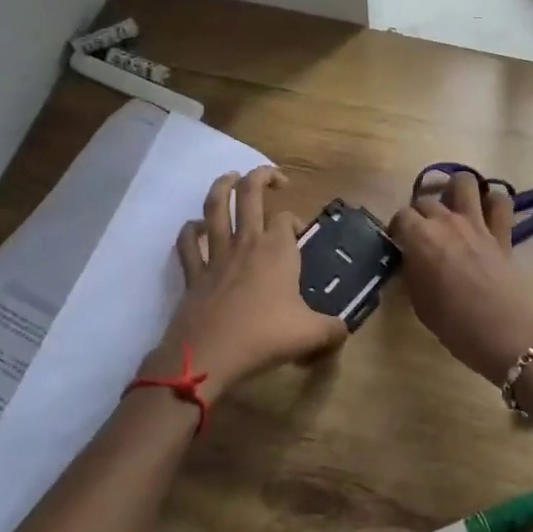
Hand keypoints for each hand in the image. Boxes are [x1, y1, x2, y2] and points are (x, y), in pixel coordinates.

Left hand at [150, 167, 347, 397]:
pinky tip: (195, 227)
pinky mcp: (193, 273)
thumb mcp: (311, 336)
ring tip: (230, 176)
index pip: (287, 219)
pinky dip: (190, 230)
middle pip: (250, 194)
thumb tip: (344, 332)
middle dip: (262, 177)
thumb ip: (332, 331)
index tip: (300, 235)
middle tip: (274, 178)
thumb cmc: (264, 337)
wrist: (209, 355)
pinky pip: (187, 242)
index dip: (295, 220)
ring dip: (222, 186)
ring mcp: (216, 255)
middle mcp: (247, 243)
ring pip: (215, 206)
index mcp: (278, 250)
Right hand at [388, 171, 532, 383]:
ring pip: (464, 182)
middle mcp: (447, 221)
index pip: (401, 216)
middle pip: (426, 199)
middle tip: (422, 232)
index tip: (398, 242)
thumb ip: (412, 272)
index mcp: (420, 237)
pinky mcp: (503, 232)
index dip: (397, 228)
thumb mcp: (419, 302)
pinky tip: (487, 213)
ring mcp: (477, 223)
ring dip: (455, 190)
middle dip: (420, 212)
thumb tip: (412, 259)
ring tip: (452, 207)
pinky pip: (501, 202)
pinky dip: (493, 202)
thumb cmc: (454, 325)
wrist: (504, 334)